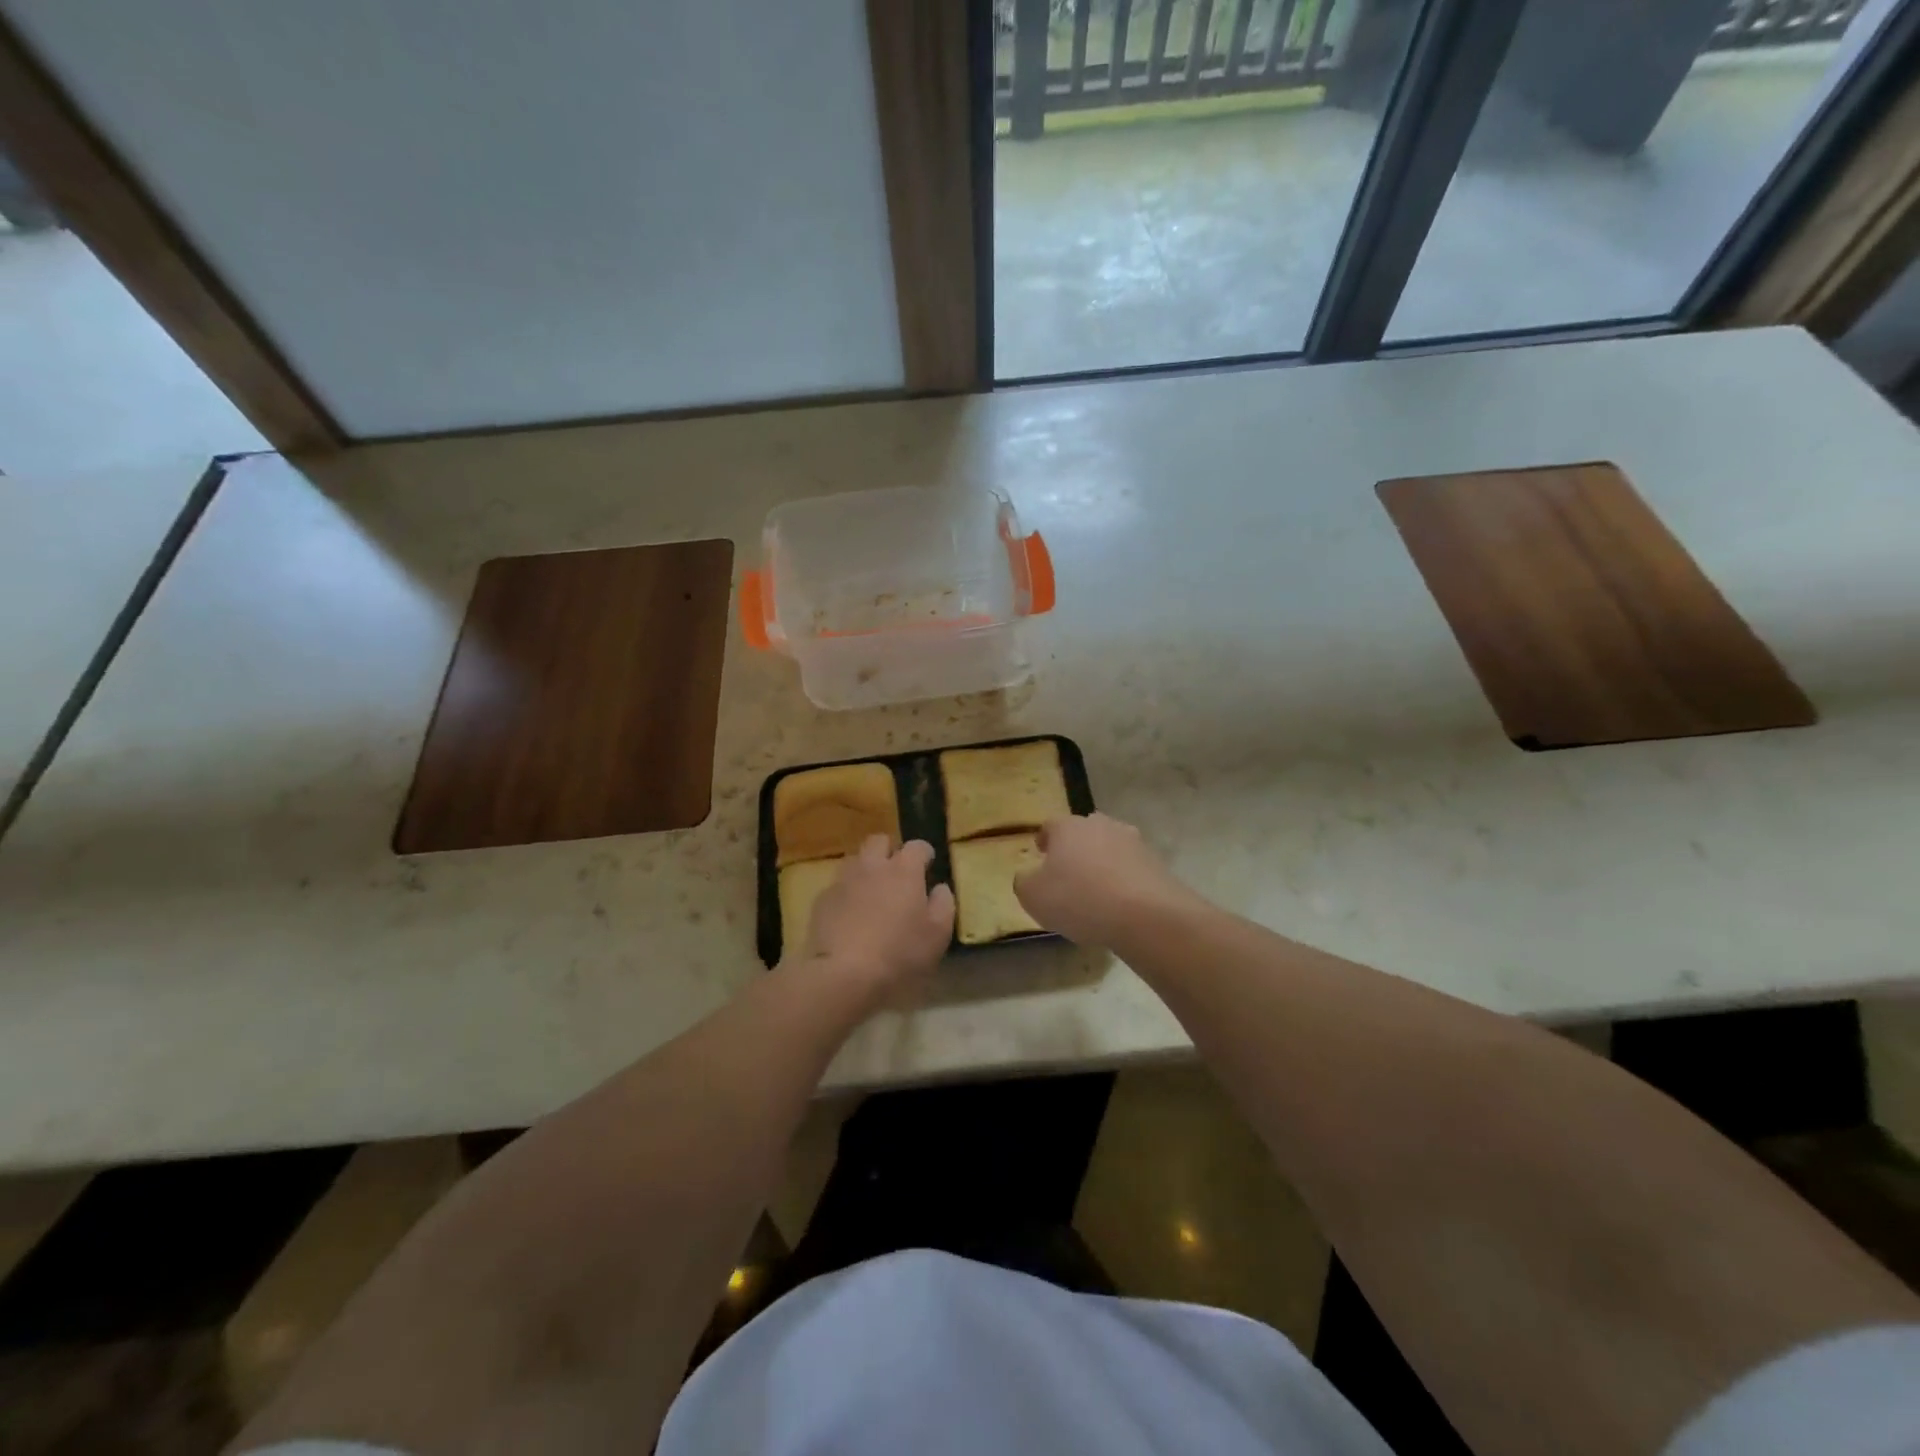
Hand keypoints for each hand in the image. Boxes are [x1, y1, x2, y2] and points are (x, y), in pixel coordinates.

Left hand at [799, 836, 953, 1005]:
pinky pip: (837, 886)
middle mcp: (872, 866)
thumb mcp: (938, 934)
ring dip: (865, 869)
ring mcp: (844, 880)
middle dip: (889, 850)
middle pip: (879, 841)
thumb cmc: (900, 953)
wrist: (844, 973)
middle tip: (896, 872)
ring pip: (855, 860)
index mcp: (904, 870)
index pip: (917, 846)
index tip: (928, 864)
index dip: (924, 853)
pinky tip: (849, 914)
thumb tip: (940, 888)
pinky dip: (846, 893)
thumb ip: (943, 904)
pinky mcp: (822, 899)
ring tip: (871, 891)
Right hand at [1014, 812, 1198, 948]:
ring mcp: (1132, 841)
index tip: (1040, 852)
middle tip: (1067, 871)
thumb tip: (1027, 876)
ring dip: (1101, 862)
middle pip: (1083, 832)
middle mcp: (1101, 825)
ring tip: (1096, 890)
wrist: (1145, 915)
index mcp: (1068, 827)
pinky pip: (1130, 868)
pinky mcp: (1155, 863)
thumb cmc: (1078, 899)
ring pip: (1109, 848)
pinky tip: (1119, 903)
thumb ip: (1024, 882)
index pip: (1050, 825)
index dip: (1044, 840)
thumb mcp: (1033, 896)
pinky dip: (1123, 880)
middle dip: (1075, 848)